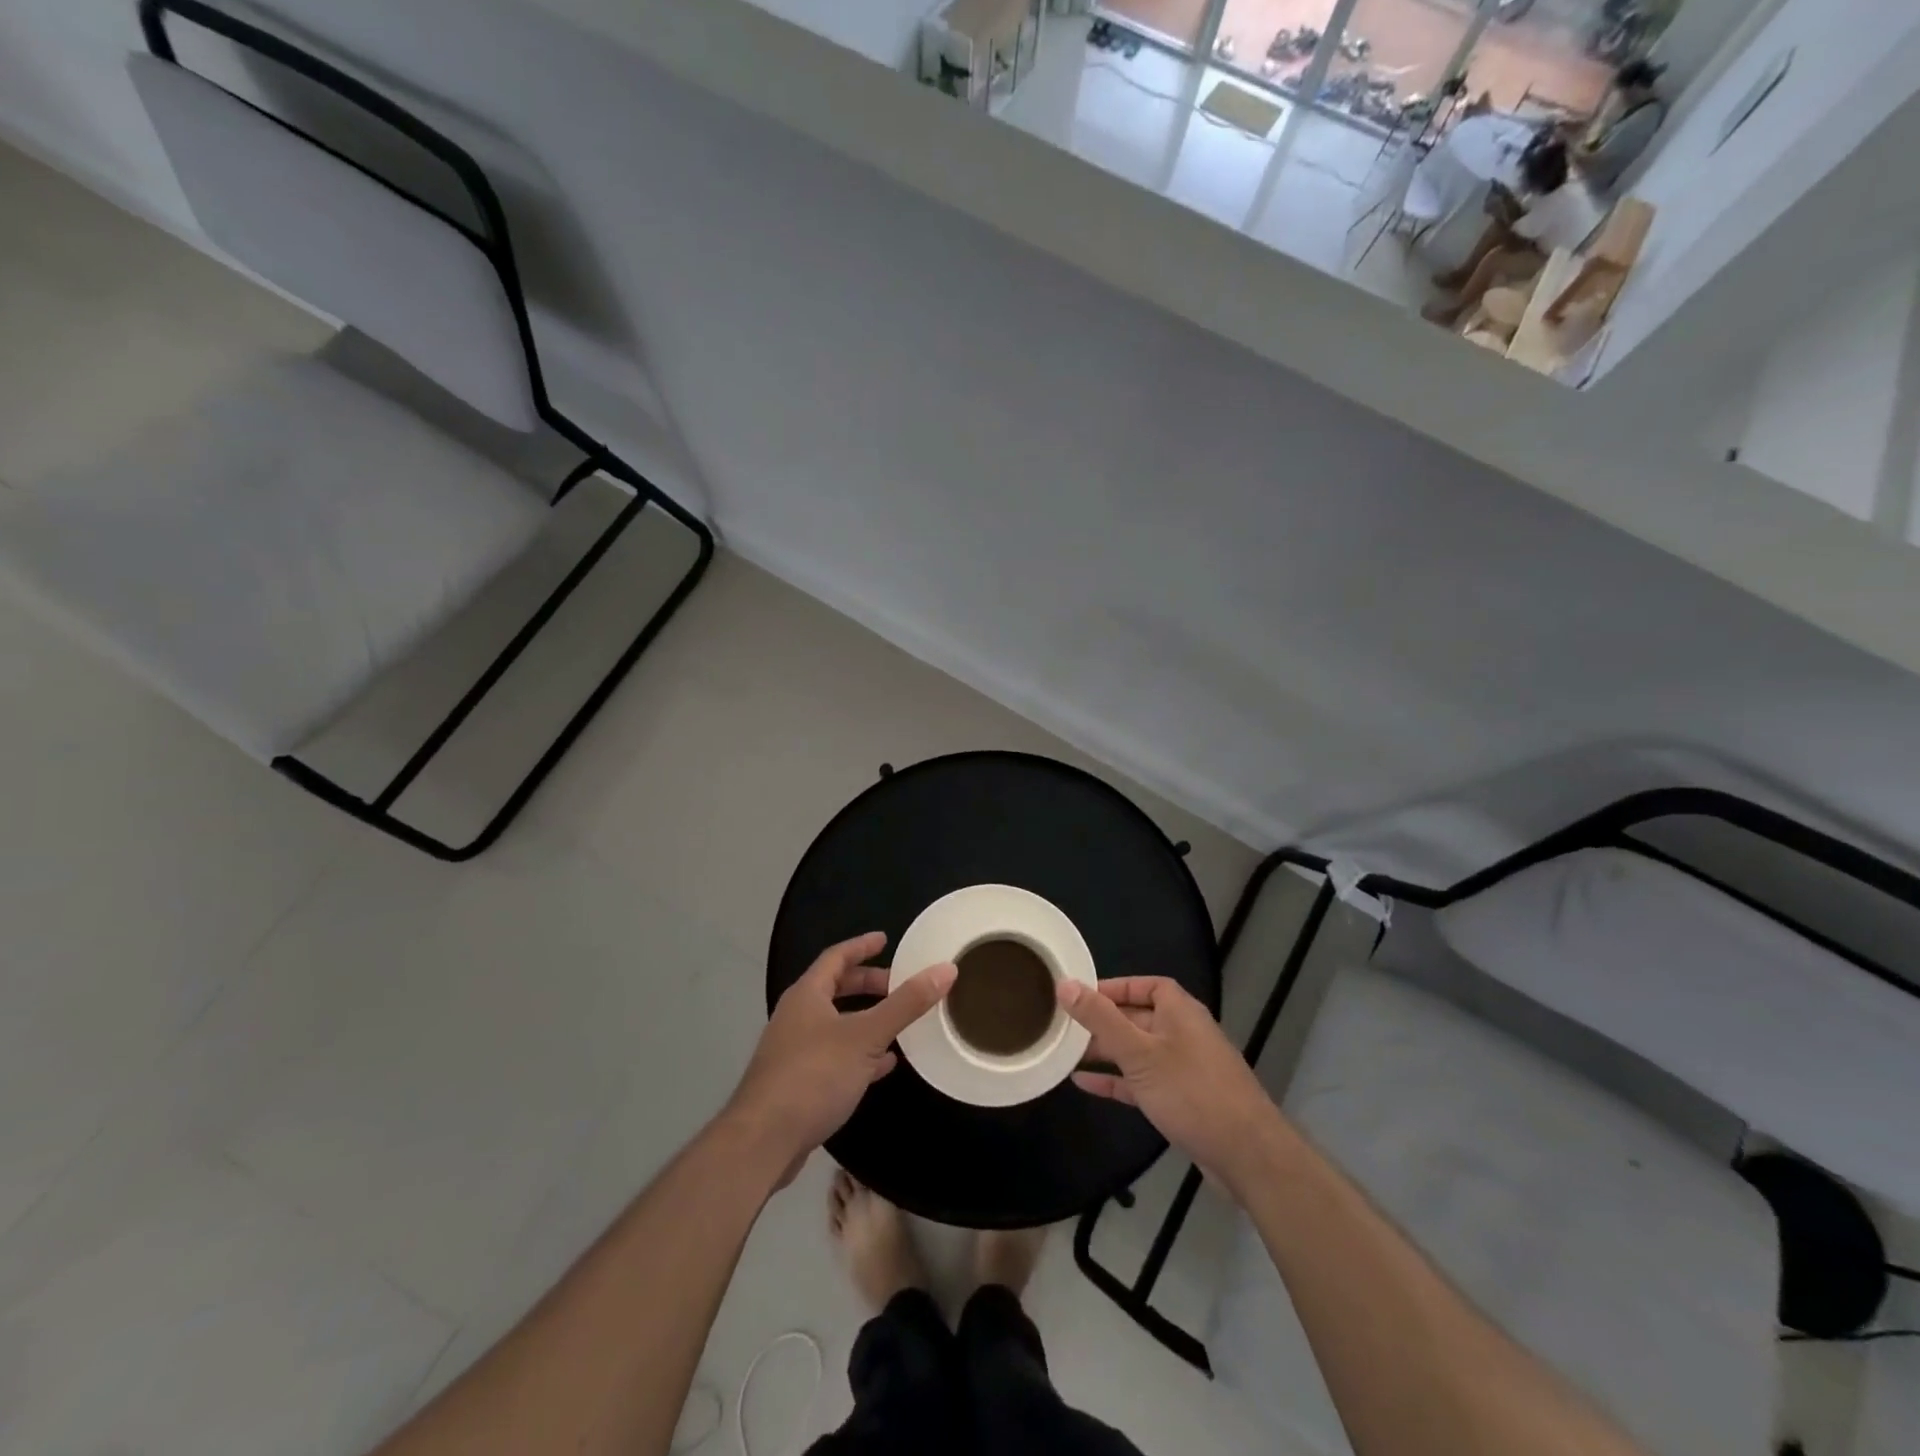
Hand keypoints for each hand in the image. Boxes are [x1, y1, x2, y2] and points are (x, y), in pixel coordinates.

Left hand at [726, 932, 954, 1178]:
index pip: (836, 957)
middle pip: (835, 989)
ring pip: (836, 1023)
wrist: (763, 1141)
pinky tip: (884, 1065)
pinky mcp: (798, 1083)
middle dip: (867, 984)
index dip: (861, 946)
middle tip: (899, 985)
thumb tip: (946, 969)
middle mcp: (796, 1016)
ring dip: (865, 1019)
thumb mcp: (866, 1036)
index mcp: (807, 995)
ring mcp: (794, 1051)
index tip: (886, 940)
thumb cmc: (813, 1075)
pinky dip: (860, 1052)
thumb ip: (906, 1004)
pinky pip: (835, 1056)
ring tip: (898, 1022)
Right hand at [1060, 977, 1280, 1190]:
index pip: (1146, 985)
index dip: (1115, 987)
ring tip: (1067, 1052)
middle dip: (1103, 1022)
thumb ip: (1101, 1019)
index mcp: (1180, 1012)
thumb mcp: (1139, 1052)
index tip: (1082, 994)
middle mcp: (1183, 1034)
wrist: (1247, 1155)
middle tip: (1065, 1026)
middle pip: (1138, 1018)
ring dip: (1106, 1052)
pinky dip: (1116, 1080)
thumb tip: (1065, 984)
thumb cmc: (1191, 1091)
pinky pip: (1141, 1081)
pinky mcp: (1182, 1100)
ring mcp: (1184, 1069)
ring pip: (1138, 1051)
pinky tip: (1084, 1084)